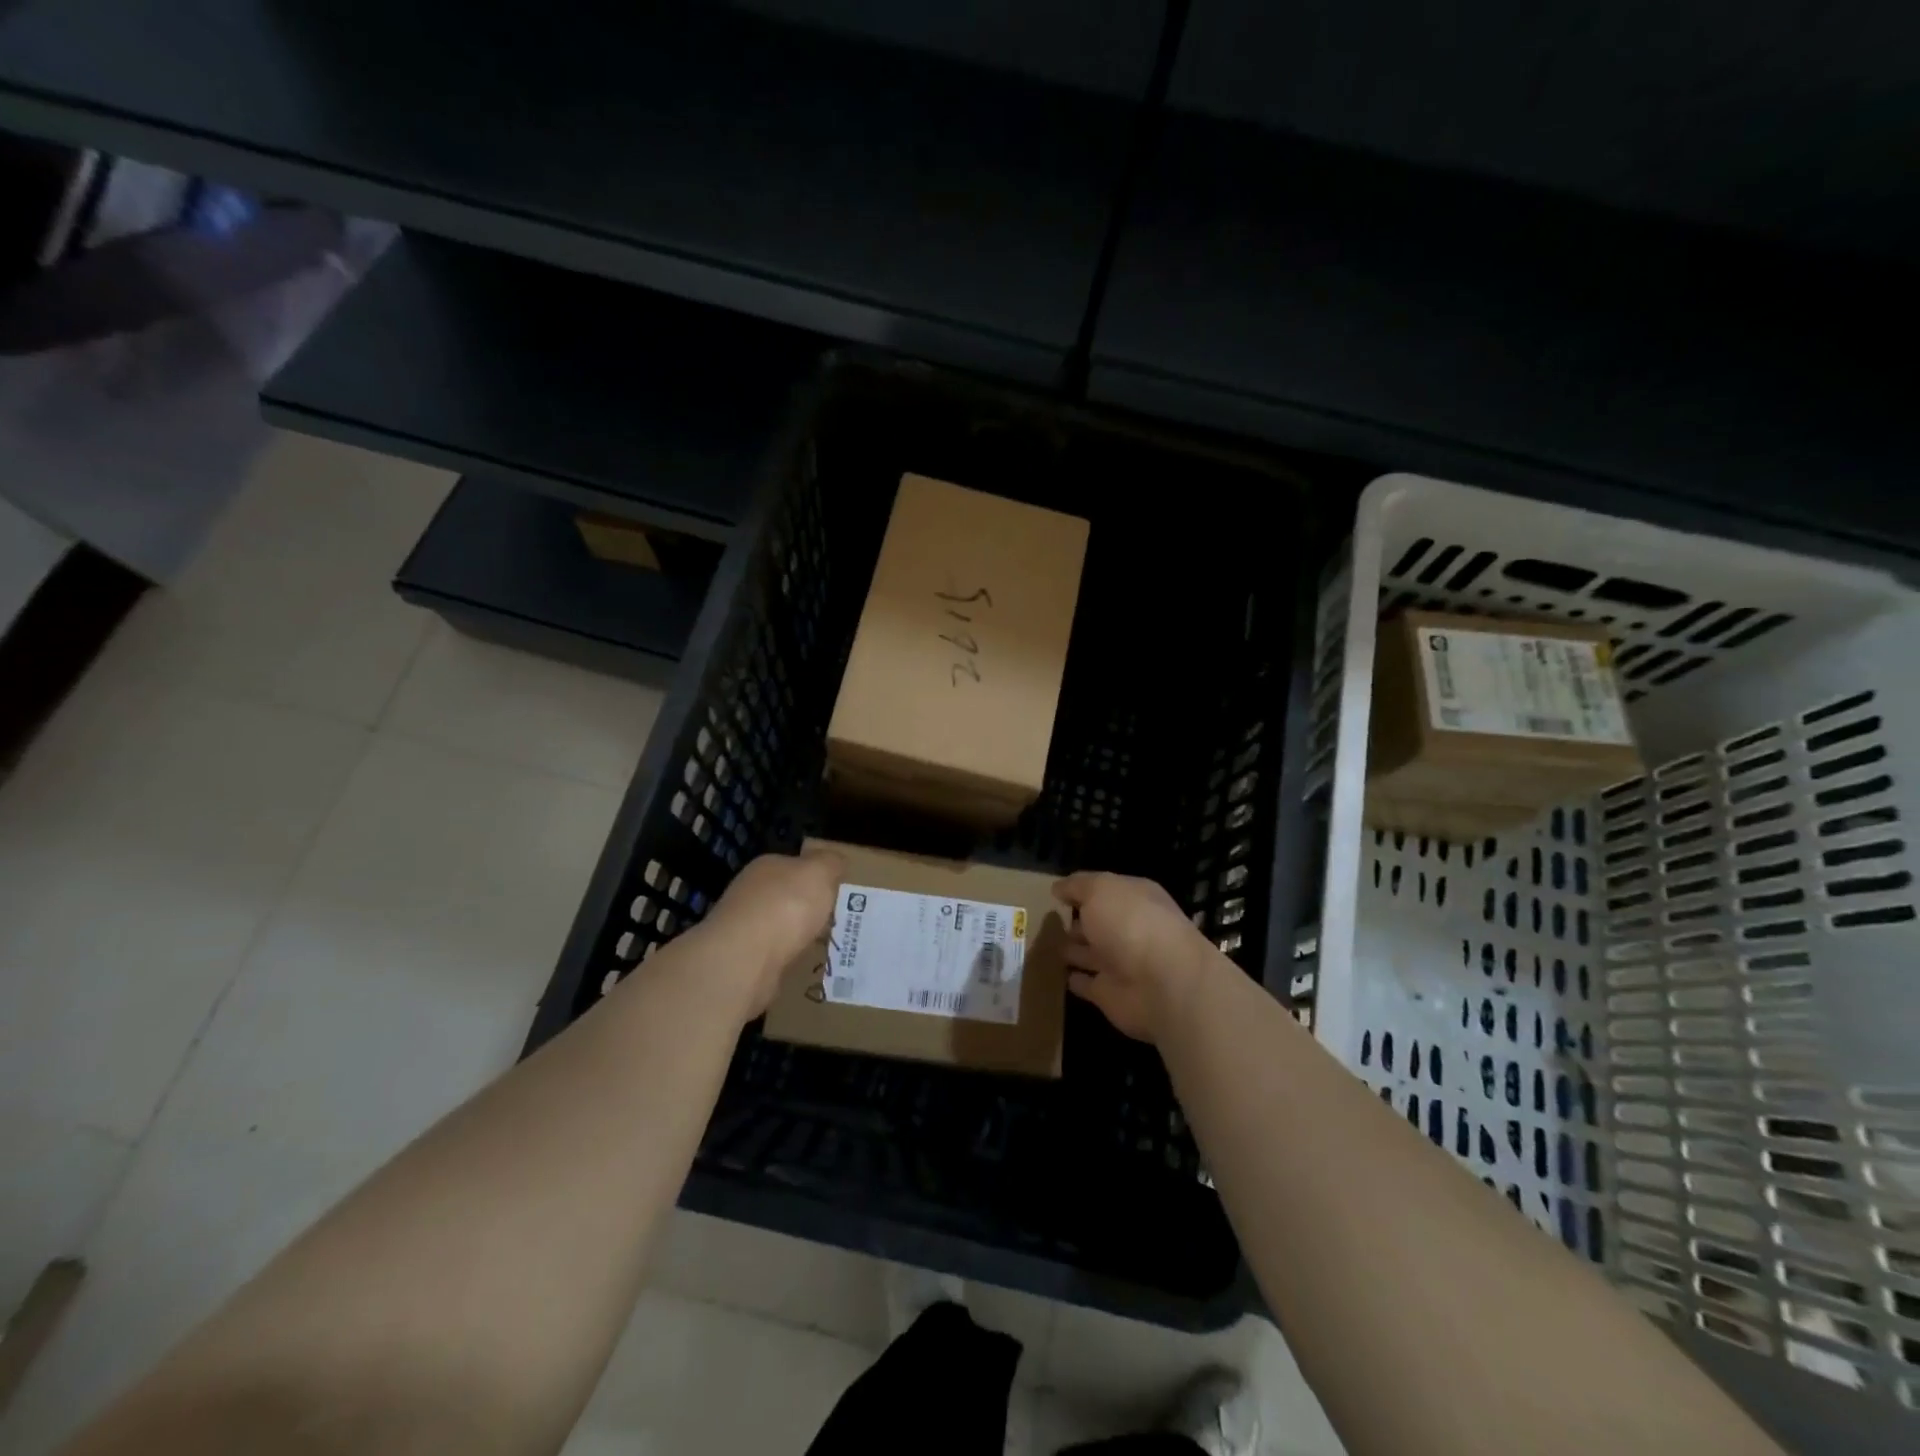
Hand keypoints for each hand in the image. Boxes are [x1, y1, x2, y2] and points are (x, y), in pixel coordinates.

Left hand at [696, 849, 843, 1018]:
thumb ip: (830, 862)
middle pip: (786, 896)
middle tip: (836, 920)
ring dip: (798, 935)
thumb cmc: (787, 905)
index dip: (817, 877)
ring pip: (780, 927)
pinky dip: (788, 958)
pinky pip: (774, 954)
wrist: (745, 958)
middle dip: (808, 908)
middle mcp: (751, 893)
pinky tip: (803, 964)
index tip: (837, 892)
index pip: (795, 865)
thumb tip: (836, 861)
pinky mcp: (742, 959)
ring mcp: (743, 927)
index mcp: (768, 866)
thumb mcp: (819, 871)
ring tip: (824, 945)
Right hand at [1055, 871, 1210, 1043]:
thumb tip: (1058, 888)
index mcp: (1134, 898)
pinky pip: (1088, 984)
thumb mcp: (1100, 889)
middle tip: (1047, 921)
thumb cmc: (1132, 924)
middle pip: (1098, 923)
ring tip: (1045, 945)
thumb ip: (1078, 886)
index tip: (1055, 893)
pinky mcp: (1110, 994)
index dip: (1081, 890)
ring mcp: (1121, 963)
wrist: (1163, 984)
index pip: (1105, 890)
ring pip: (1090, 953)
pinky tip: (1060, 975)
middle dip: (1076, 921)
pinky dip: (1076, 981)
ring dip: (1072, 950)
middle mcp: (1130, 929)